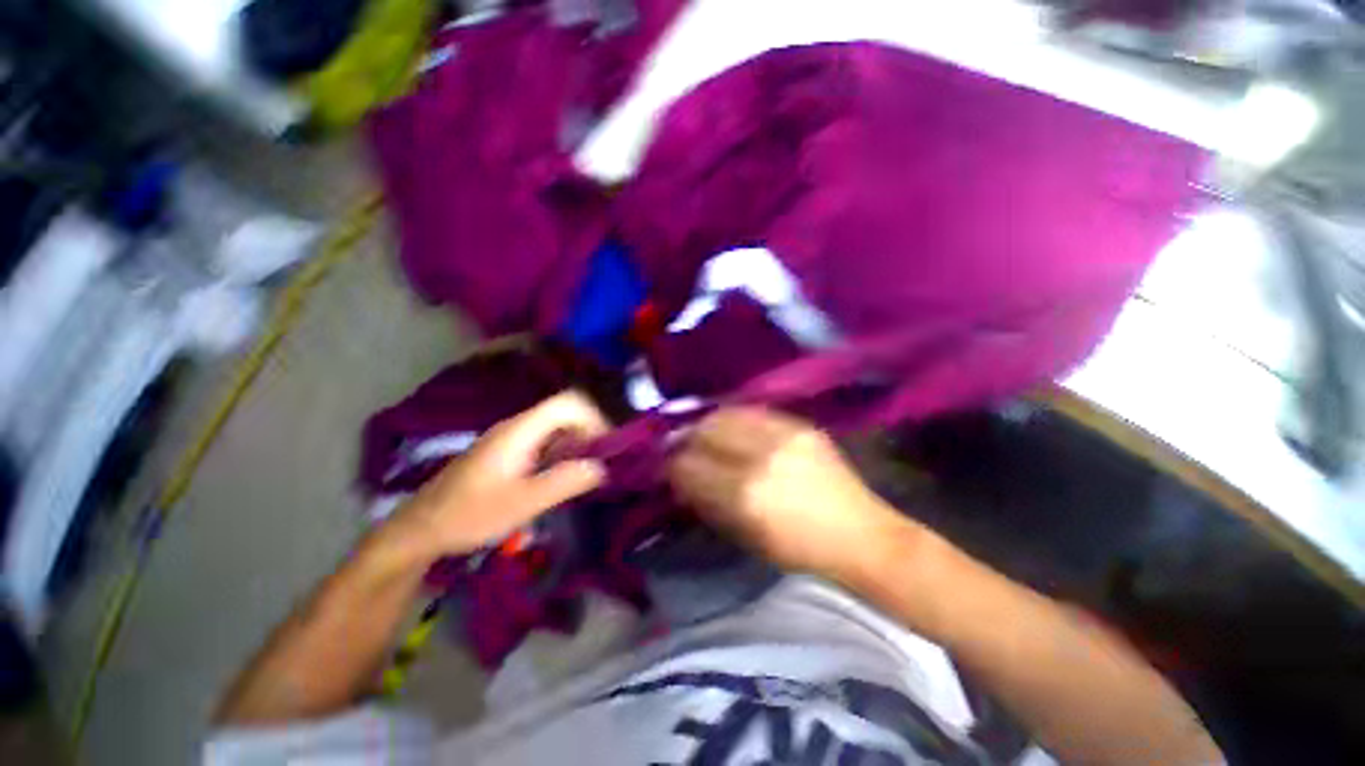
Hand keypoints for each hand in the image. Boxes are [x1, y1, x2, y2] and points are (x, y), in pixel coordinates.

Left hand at [380, 391, 608, 563]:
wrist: (421, 529)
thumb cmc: (470, 514)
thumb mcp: (522, 503)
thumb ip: (564, 482)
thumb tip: (601, 466)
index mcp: (521, 430)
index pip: (568, 403)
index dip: (593, 418)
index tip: (605, 447)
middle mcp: (517, 426)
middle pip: (564, 413)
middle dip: (588, 432)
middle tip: (599, 462)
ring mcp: (510, 438)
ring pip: (554, 427)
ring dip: (575, 444)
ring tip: (584, 471)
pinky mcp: (506, 452)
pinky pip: (543, 441)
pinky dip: (560, 453)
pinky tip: (560, 476)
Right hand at [668, 407, 909, 580]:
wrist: (861, 535)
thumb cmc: (799, 551)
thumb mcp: (745, 535)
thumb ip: (708, 502)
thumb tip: (681, 476)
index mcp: (745, 495)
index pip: (690, 465)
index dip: (673, 465)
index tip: (668, 467)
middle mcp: (761, 457)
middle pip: (706, 429)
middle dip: (688, 437)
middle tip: (684, 446)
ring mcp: (784, 435)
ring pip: (728, 414)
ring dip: (709, 423)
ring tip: (706, 434)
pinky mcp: (801, 425)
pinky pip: (755, 412)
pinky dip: (736, 419)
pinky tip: (734, 428)